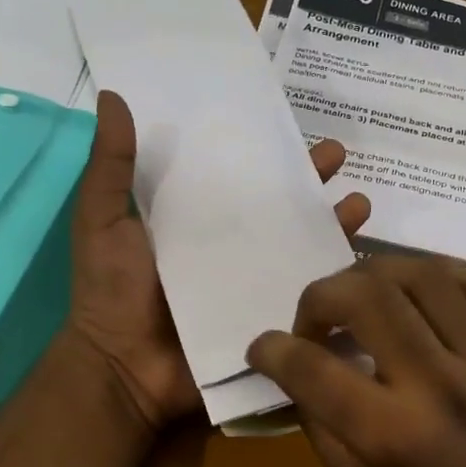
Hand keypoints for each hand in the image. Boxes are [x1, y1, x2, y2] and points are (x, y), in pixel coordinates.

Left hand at [68, 90, 371, 433]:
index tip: (292, 126)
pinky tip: (362, 262)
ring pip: (299, 247)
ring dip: (332, 225)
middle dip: (310, 182)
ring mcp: (251, 286)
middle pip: (277, 208)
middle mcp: (227, 248)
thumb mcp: (103, 221)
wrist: (124, 370)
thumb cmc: (111, 291)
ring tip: (361, 204)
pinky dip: (334, 280)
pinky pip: (306, 296)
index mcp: (192, 222)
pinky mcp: (267, 319)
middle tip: (339, 156)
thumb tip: (112, 96)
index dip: (263, 152)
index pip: (235, 177)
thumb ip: (112, 167)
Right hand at [246, 255, 465, 466]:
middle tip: (311, 325)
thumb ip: (322, 425)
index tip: (261, 351)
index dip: (271, 351)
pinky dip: (434, 272)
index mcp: (394, 436)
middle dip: (319, 297)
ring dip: (373, 274)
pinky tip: (409, 292)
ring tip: (356, 300)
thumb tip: (295, 371)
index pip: (313, 368)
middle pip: (368, 296)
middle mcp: (439, 386)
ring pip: (422, 275)